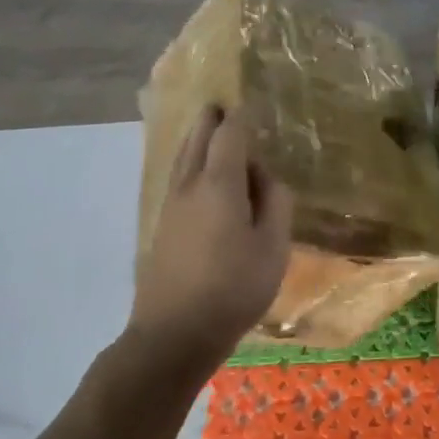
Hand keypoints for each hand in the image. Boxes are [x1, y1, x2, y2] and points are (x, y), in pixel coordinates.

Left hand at [134, 105, 292, 355]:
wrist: (173, 334)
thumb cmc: (233, 288)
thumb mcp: (273, 247)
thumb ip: (275, 204)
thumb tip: (267, 177)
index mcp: (219, 185)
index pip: (229, 136)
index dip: (241, 117)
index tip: (250, 103)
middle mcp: (189, 187)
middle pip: (197, 140)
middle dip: (211, 120)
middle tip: (223, 106)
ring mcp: (170, 207)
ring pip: (182, 159)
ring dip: (197, 139)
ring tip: (209, 129)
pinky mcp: (162, 227)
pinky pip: (178, 178)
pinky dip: (189, 162)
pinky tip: (198, 173)